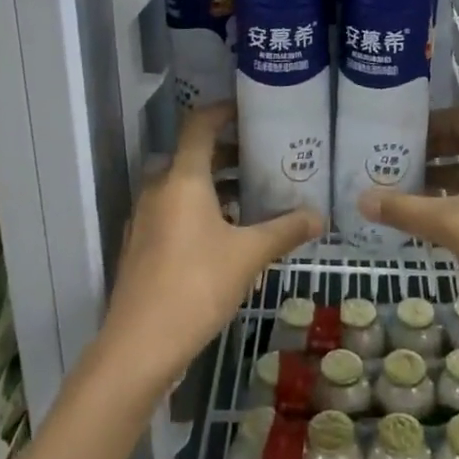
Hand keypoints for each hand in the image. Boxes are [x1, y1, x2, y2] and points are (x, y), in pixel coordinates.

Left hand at [104, 102, 323, 385]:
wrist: (139, 347)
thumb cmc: (196, 286)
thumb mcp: (249, 255)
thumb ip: (285, 230)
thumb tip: (320, 216)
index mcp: (183, 179)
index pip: (199, 125)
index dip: (222, 111)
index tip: (249, 111)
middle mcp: (158, 189)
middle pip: (192, 155)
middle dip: (227, 152)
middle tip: (262, 157)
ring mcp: (145, 218)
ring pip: (182, 185)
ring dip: (214, 183)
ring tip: (252, 195)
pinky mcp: (141, 245)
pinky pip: (173, 210)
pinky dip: (199, 208)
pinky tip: (226, 232)